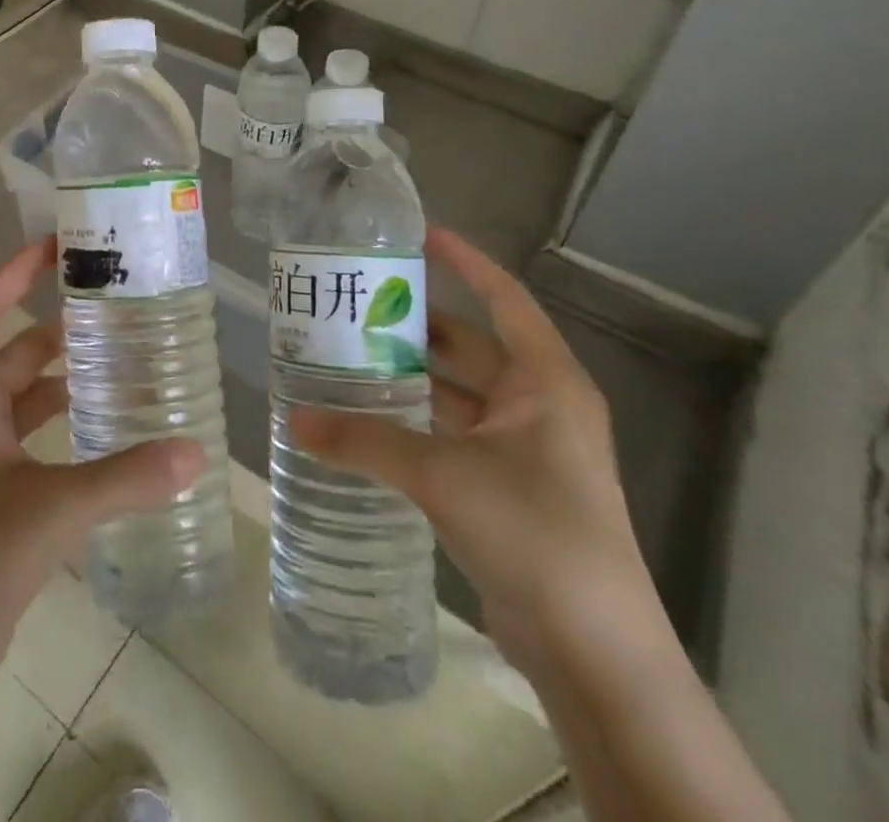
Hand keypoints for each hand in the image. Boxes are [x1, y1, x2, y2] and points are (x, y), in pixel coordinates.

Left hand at [0, 236, 203, 692]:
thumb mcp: (53, 508)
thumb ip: (125, 478)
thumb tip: (194, 452)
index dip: (14, 273)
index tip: (56, 247)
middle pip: (12, 350)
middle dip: (54, 325)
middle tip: (108, 307)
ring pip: (24, 394)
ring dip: (62, 374)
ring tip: (117, 359)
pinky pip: (33, 435)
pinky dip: (64, 422)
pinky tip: (105, 429)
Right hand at [290, 228, 650, 674]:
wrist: (595, 653)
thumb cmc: (534, 534)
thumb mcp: (442, 475)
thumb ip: (365, 441)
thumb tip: (293, 419)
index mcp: (545, 382)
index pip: (505, 298)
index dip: (466, 262)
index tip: (419, 235)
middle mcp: (539, 405)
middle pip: (471, 345)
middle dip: (417, 324)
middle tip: (357, 303)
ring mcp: (525, 449)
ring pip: (458, 392)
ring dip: (411, 375)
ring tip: (349, 353)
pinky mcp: (507, 487)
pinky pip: (453, 433)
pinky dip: (415, 421)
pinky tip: (370, 418)